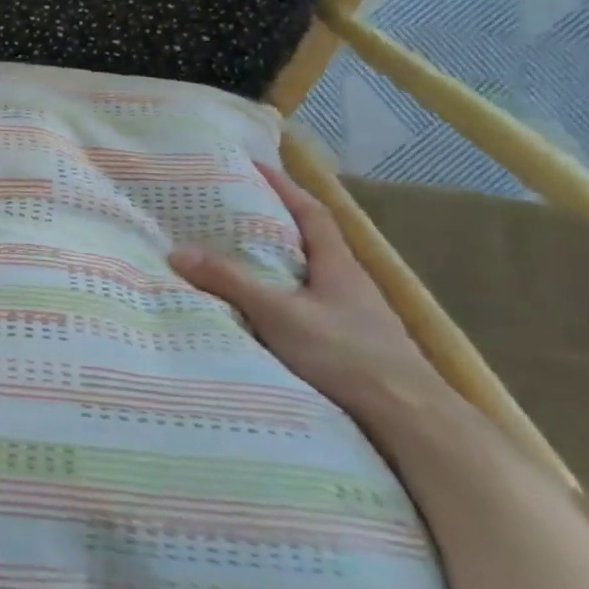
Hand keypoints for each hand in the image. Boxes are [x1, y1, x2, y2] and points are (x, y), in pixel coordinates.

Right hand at [169, 162, 441, 412]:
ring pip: (311, 279)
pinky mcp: (353, 350)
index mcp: (339, 265)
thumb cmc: (348, 355)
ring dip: (280, 267)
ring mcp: (356, 319)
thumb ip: (231, 282)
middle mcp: (350, 285)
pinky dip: (285, 303)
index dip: (285, 186)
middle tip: (233, 213)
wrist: (412, 422)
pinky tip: (264, 315)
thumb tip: (177, 251)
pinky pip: (310, 310)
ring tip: (239, 261)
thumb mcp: (280, 313)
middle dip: (276, 224)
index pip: (312, 212)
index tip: (255, 166)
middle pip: (311, 243)